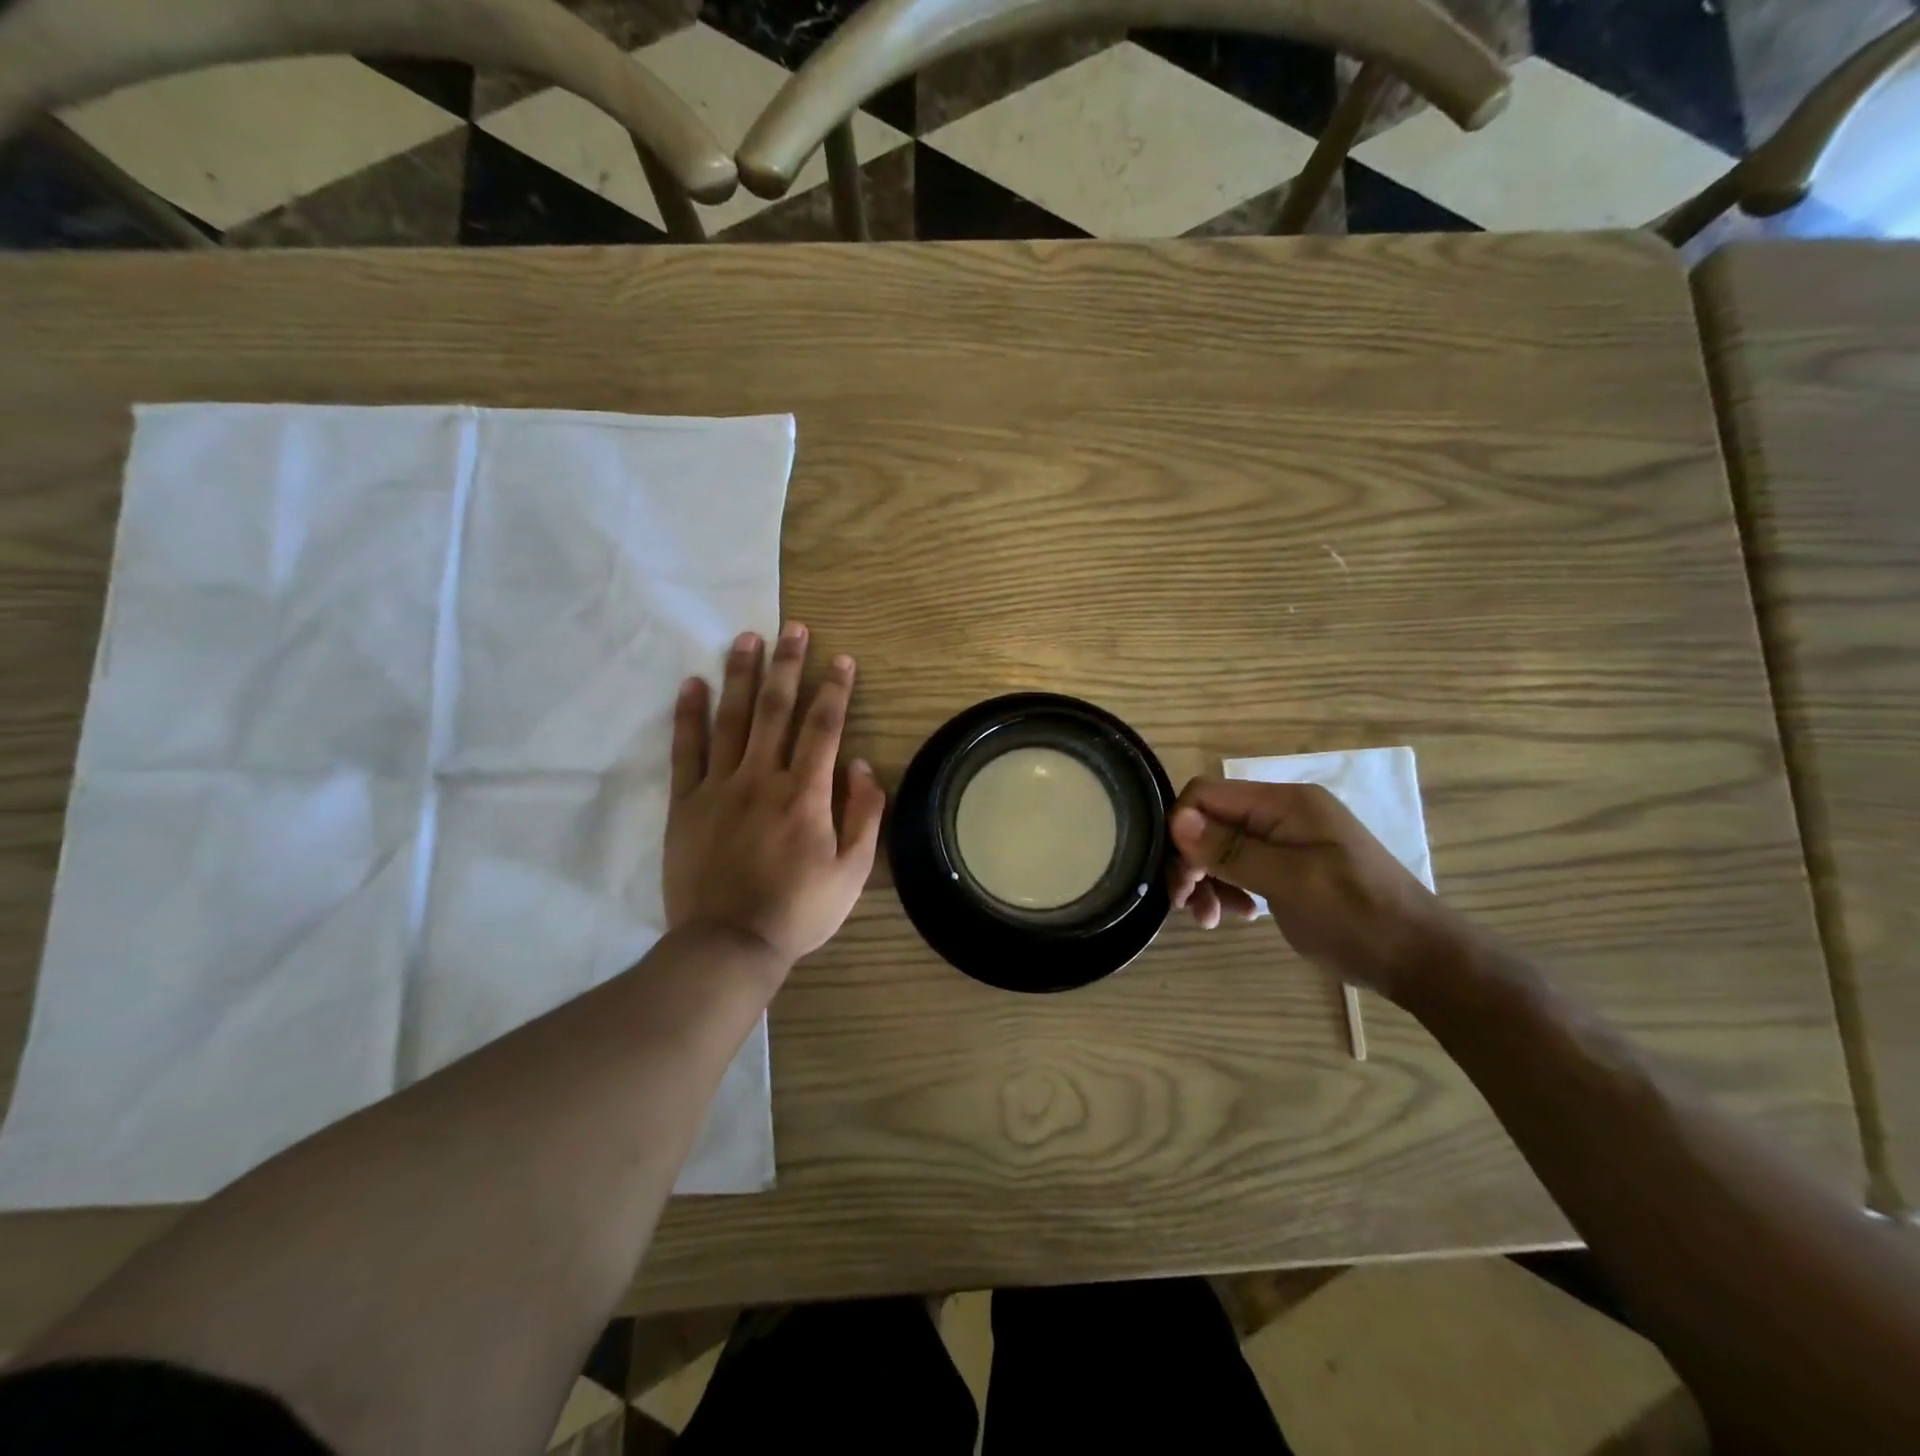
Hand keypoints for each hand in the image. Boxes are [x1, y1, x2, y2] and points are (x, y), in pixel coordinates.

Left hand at [664, 622, 884, 968]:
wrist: (728, 945)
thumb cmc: (799, 910)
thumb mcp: (852, 872)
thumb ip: (863, 814)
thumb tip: (859, 765)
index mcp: (805, 794)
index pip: (823, 727)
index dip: (834, 689)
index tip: (841, 659)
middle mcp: (762, 778)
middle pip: (775, 709)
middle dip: (786, 665)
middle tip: (792, 628)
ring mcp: (719, 788)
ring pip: (730, 719)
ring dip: (740, 675)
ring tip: (745, 638)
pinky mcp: (686, 804)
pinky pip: (685, 751)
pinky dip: (689, 716)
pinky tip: (692, 684)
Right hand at [1166, 777, 1450, 998]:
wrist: (1418, 958)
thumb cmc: (1355, 915)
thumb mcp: (1289, 881)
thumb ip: (1231, 849)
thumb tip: (1176, 819)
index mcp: (1284, 803)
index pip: (1207, 794)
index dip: (1182, 828)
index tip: (1184, 877)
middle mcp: (1281, 813)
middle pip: (1211, 822)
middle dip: (1193, 861)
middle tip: (1188, 905)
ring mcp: (1287, 840)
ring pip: (1221, 847)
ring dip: (1208, 880)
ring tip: (1213, 919)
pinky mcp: (1289, 867)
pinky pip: (1241, 867)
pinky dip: (1229, 889)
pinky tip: (1239, 915)